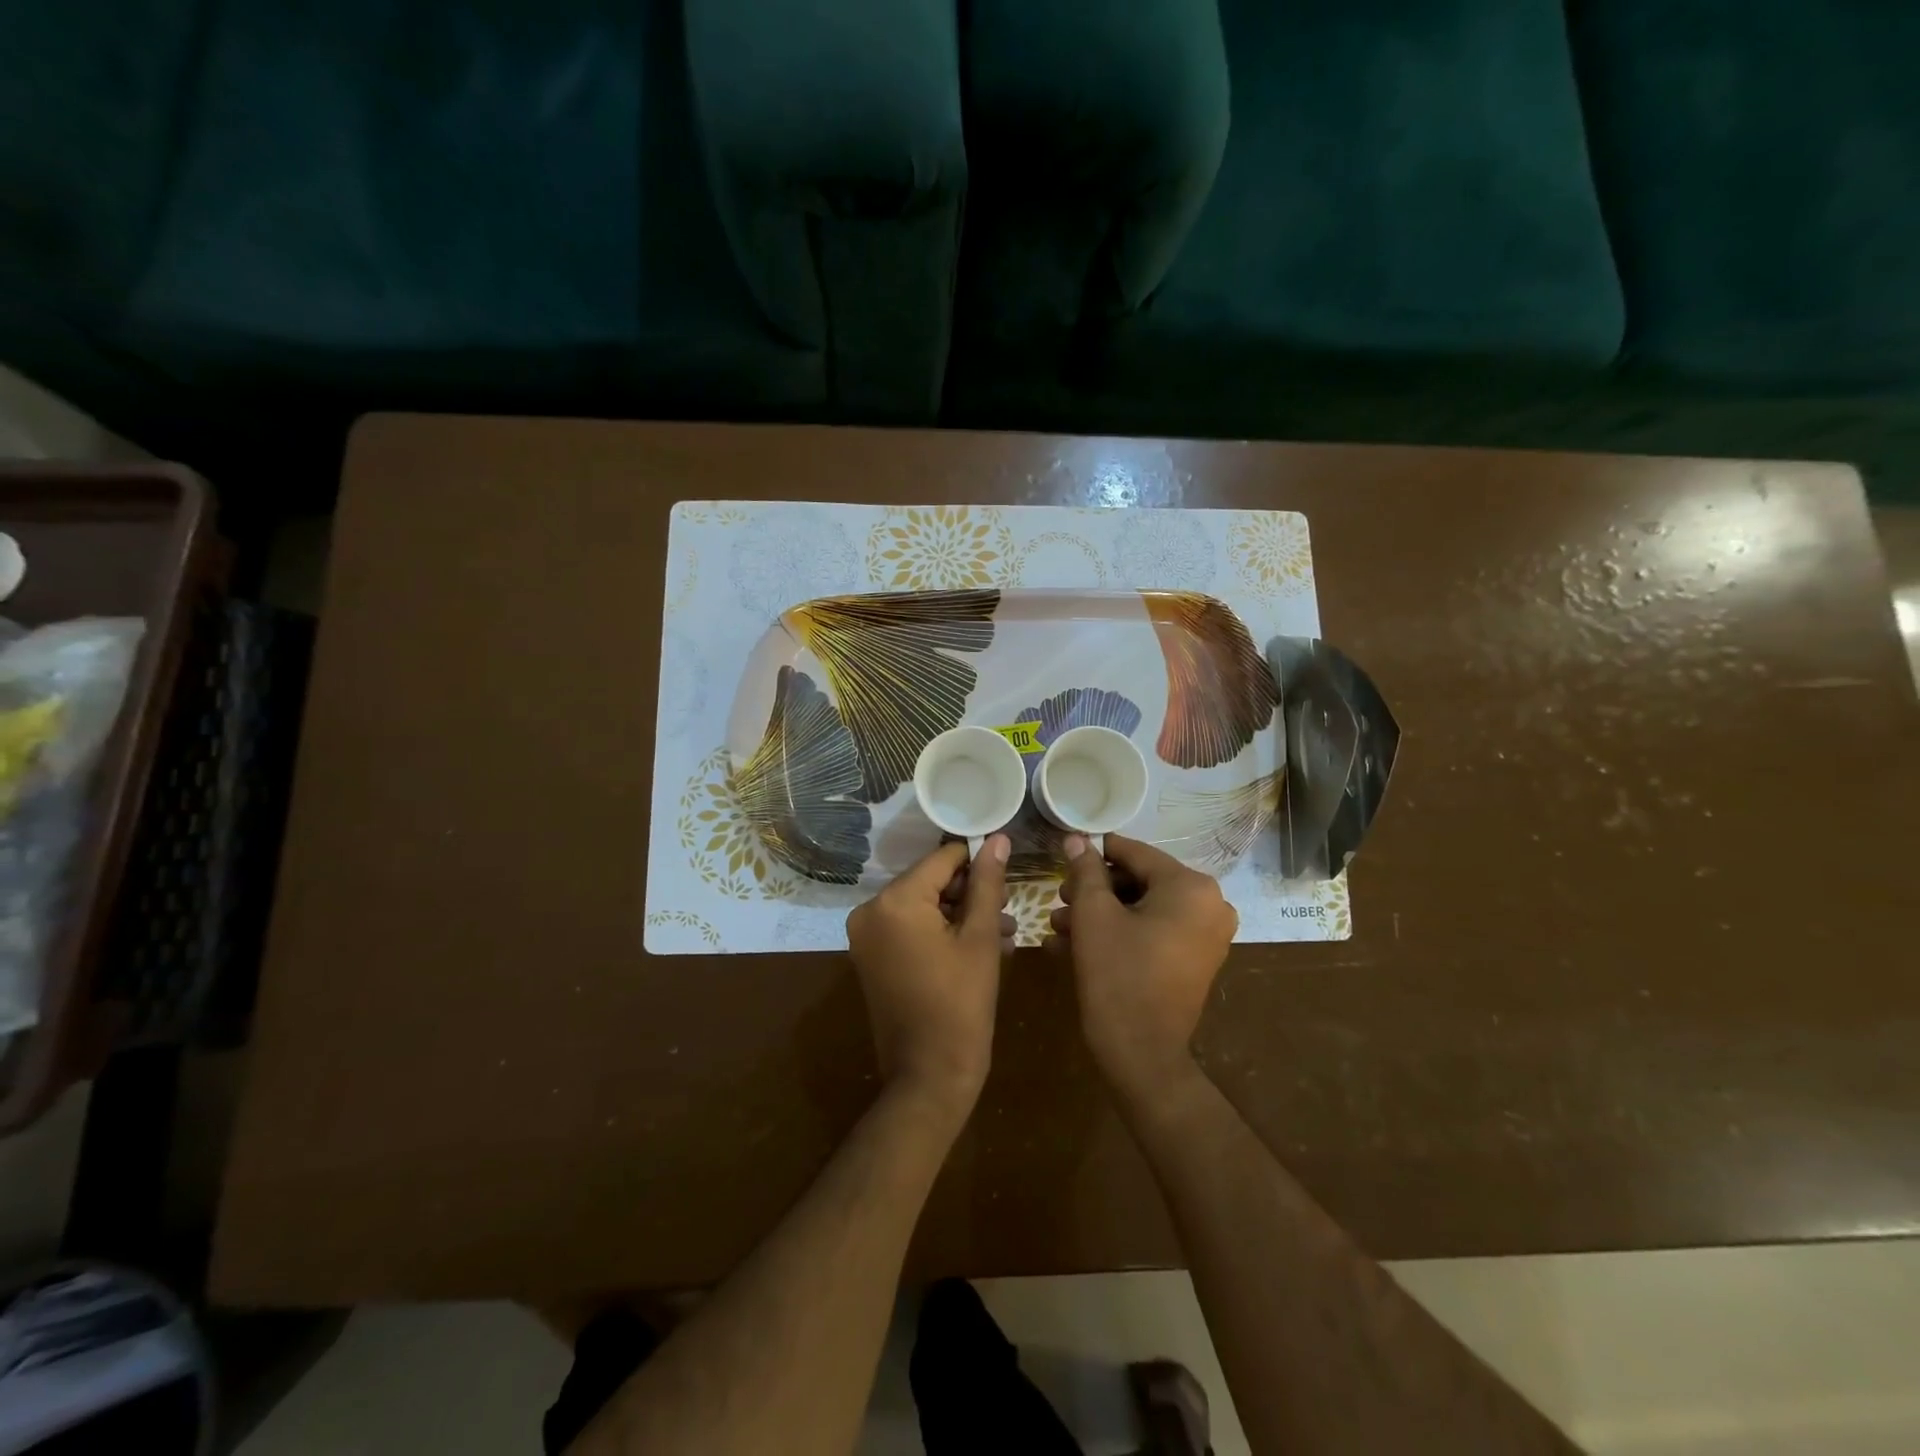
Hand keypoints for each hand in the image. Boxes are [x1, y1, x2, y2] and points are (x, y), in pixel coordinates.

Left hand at [847, 835, 1011, 1120]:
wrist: (929, 1076)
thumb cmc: (962, 1004)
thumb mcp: (980, 938)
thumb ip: (987, 883)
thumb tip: (998, 839)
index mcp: (895, 900)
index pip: (942, 860)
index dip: (978, 863)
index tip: (1007, 876)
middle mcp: (870, 910)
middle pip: (930, 882)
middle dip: (970, 893)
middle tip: (1008, 910)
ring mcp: (866, 936)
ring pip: (922, 907)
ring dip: (960, 914)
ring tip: (1003, 932)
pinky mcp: (870, 957)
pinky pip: (909, 929)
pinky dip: (939, 932)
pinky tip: (978, 947)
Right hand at [1049, 834, 1236, 1101]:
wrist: (1142, 1054)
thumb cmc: (1117, 974)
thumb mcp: (1094, 915)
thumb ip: (1085, 870)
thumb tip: (1077, 838)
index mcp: (1190, 886)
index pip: (1134, 853)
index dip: (1094, 854)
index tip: (1063, 857)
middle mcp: (1209, 904)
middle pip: (1139, 881)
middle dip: (1095, 890)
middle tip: (1059, 899)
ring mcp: (1206, 935)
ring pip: (1143, 909)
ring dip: (1100, 914)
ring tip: (1059, 926)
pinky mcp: (1195, 960)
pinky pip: (1153, 932)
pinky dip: (1119, 934)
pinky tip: (1075, 945)